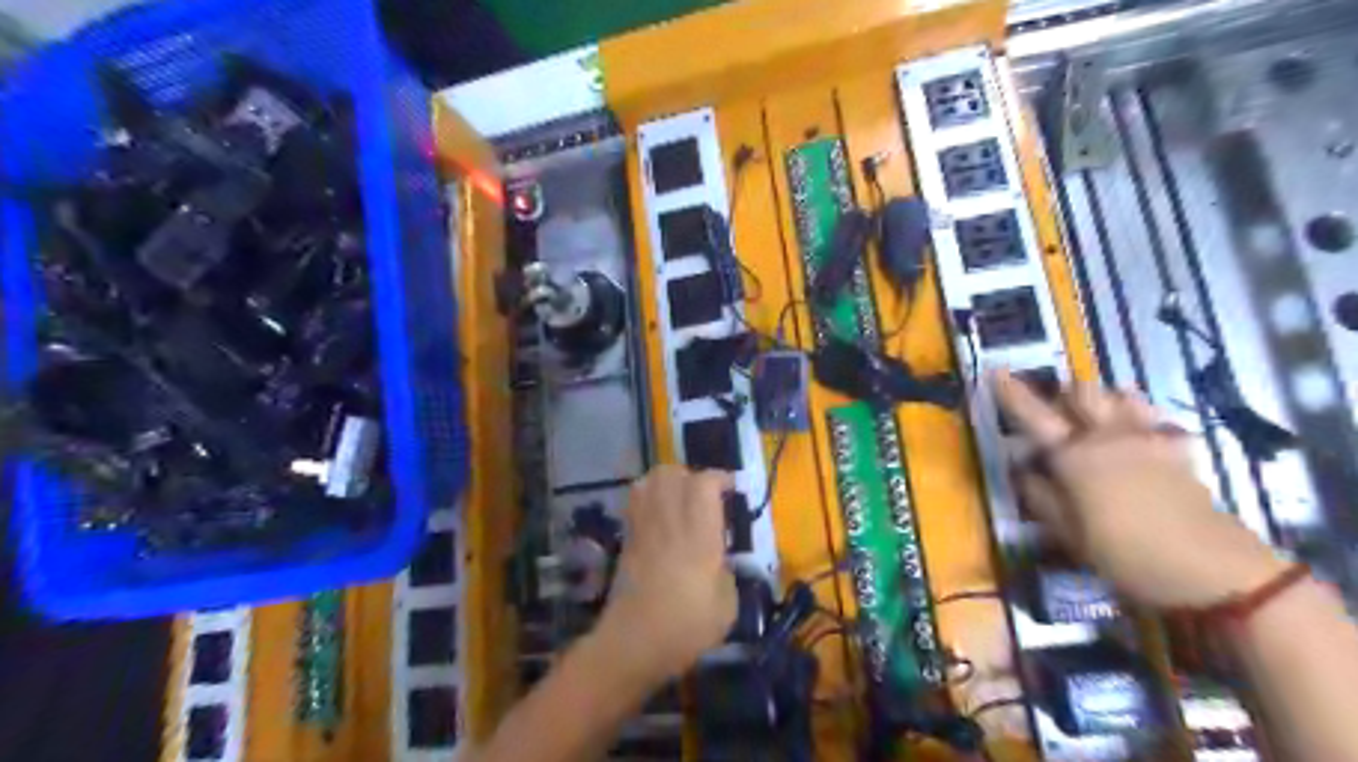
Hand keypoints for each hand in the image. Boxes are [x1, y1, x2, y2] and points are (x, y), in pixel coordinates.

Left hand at [592, 468, 738, 686]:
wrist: (633, 644)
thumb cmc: (686, 626)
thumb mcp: (726, 606)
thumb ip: (728, 573)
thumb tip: (721, 561)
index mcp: (699, 534)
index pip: (705, 484)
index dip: (721, 478)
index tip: (733, 488)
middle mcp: (670, 520)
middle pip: (672, 473)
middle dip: (692, 475)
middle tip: (706, 495)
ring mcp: (644, 527)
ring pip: (650, 481)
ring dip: (668, 482)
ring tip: (681, 500)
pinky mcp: (628, 538)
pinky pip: (636, 501)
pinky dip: (649, 496)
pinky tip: (660, 516)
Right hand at [993, 370, 1287, 607]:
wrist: (1212, 570)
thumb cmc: (1126, 553)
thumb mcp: (1069, 534)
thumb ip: (1041, 497)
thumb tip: (1022, 472)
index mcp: (1074, 455)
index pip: (1033, 415)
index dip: (1012, 392)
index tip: (996, 370)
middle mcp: (1108, 436)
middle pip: (1085, 390)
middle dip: (1067, 391)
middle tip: (1056, 407)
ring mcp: (1148, 439)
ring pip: (1122, 395)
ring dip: (1104, 398)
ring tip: (1097, 416)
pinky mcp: (1179, 451)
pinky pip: (1157, 420)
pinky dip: (1143, 420)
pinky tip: (1140, 438)